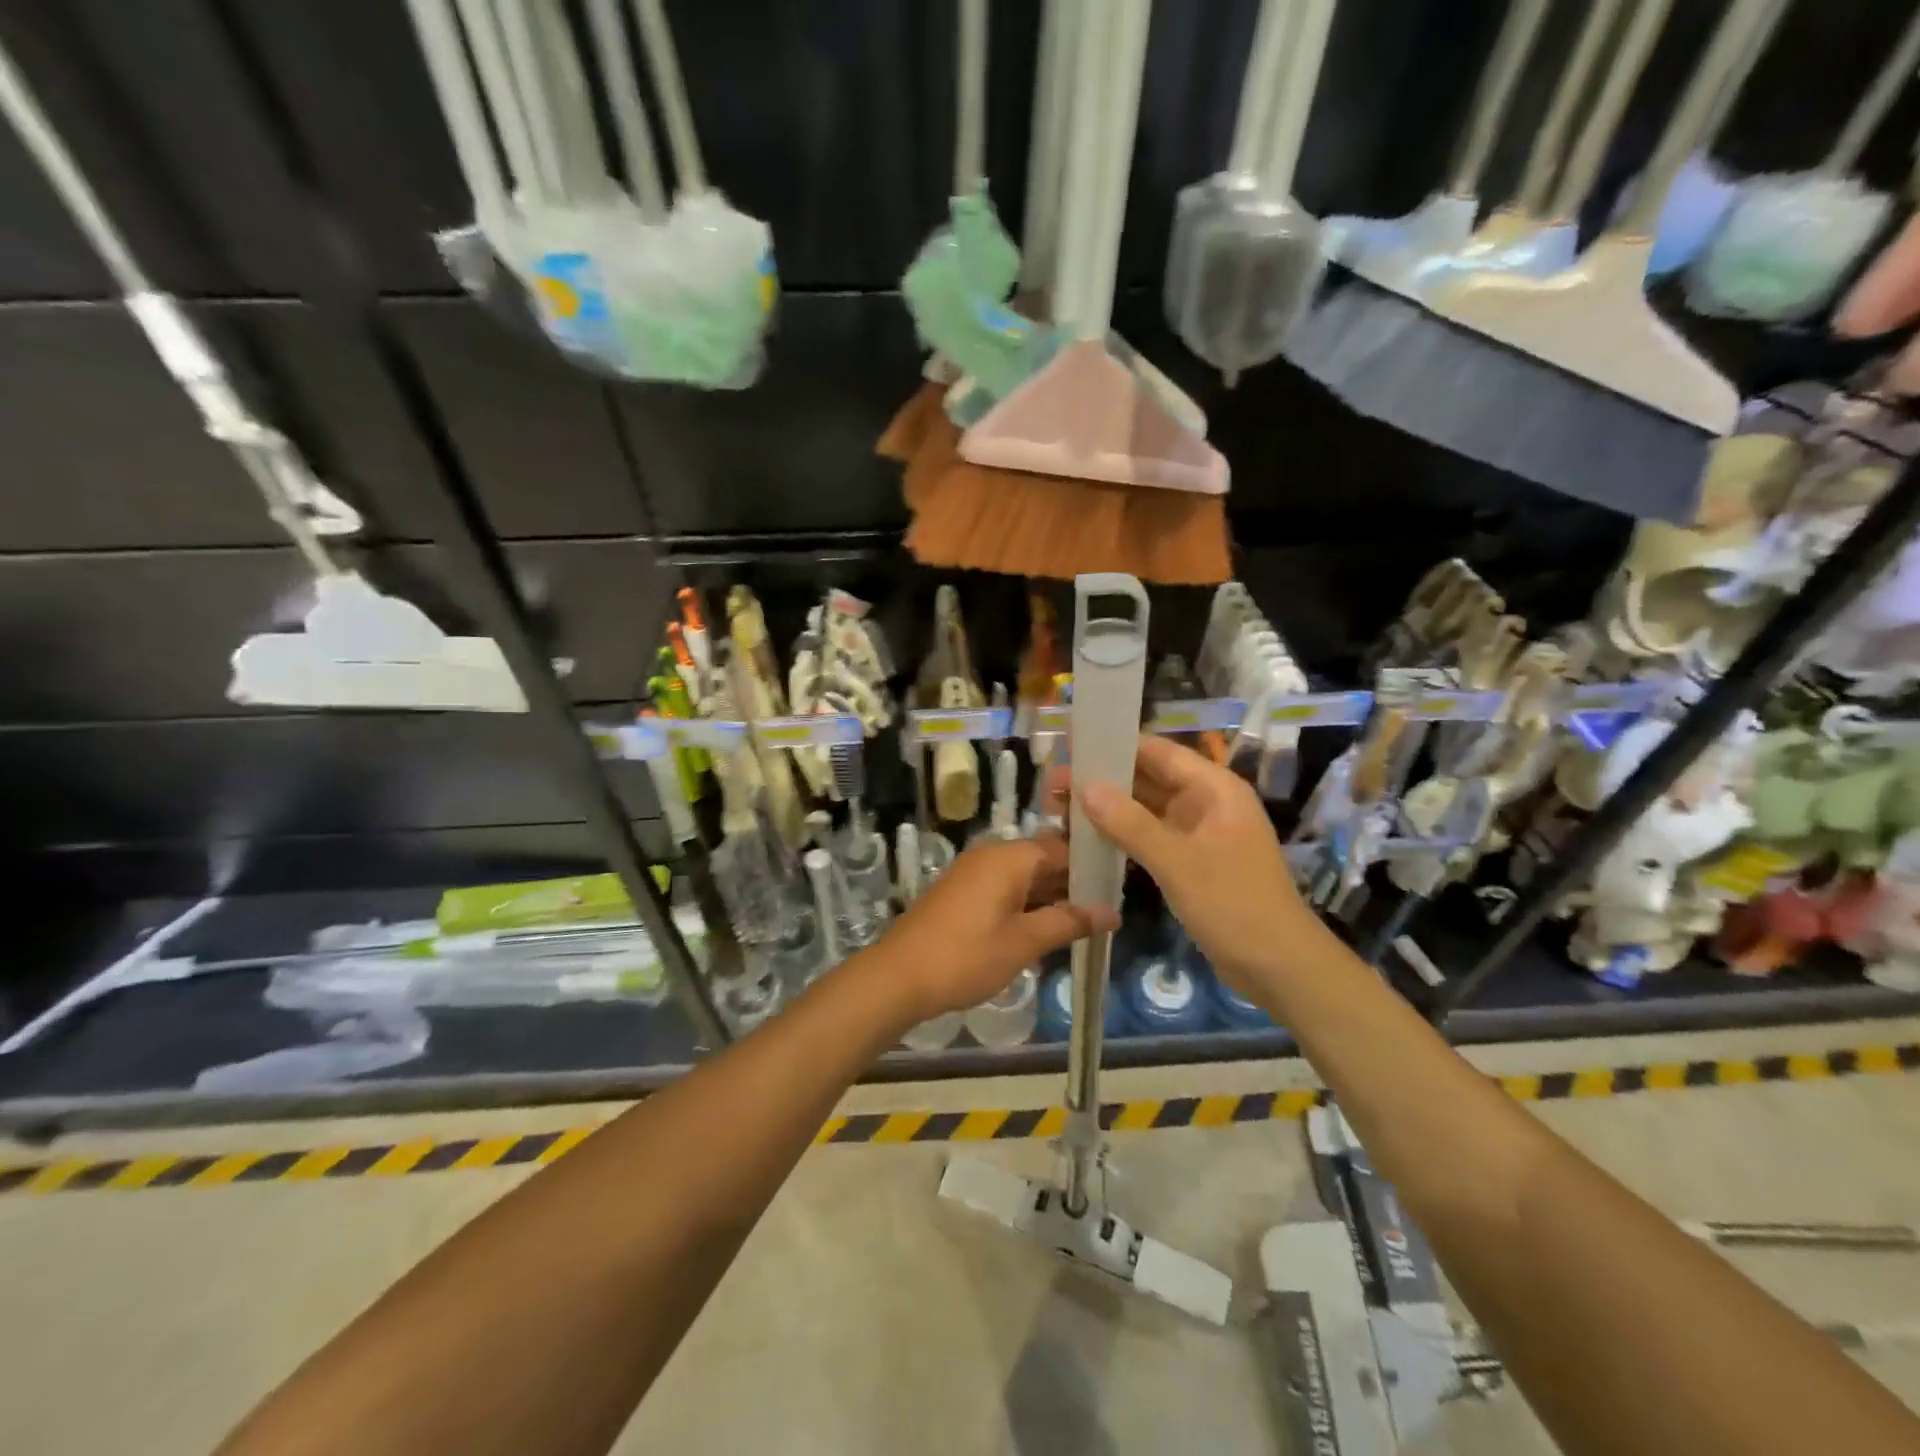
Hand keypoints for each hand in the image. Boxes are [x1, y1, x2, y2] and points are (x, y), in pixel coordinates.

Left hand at [876, 834, 1115, 1021]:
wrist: (898, 977)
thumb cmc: (966, 956)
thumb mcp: (1023, 942)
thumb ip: (1068, 922)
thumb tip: (1111, 912)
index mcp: (1009, 857)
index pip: (1063, 847)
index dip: (1093, 864)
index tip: (1122, 882)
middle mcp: (991, 855)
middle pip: (1044, 859)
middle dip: (1075, 882)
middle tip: (1112, 905)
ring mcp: (974, 873)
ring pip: (1025, 876)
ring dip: (1052, 895)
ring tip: (1090, 919)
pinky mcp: (963, 893)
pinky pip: (1006, 888)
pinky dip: (1029, 903)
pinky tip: (1050, 926)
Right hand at [1072, 735, 1325, 1000]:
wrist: (1279, 968)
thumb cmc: (1235, 906)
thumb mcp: (1179, 863)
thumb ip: (1130, 823)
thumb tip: (1085, 786)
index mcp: (1214, 789)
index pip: (1158, 752)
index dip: (1116, 745)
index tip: (1072, 745)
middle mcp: (1205, 803)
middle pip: (1148, 779)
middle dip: (1103, 779)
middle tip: (1053, 783)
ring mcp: (1197, 834)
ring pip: (1145, 810)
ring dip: (1108, 809)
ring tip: (1060, 808)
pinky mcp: (1190, 862)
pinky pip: (1149, 837)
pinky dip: (1121, 836)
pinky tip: (1086, 838)